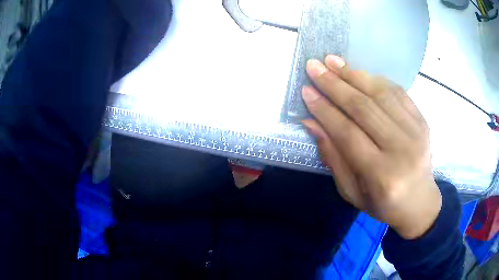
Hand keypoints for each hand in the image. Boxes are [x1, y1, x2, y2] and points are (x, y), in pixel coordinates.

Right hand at [302, 55, 441, 239]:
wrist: (419, 202)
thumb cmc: (382, 204)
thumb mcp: (351, 191)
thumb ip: (333, 157)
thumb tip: (311, 123)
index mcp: (381, 175)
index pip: (348, 133)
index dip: (324, 109)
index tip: (306, 90)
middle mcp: (402, 149)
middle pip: (364, 108)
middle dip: (335, 84)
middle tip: (314, 66)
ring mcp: (416, 132)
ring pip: (381, 94)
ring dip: (354, 74)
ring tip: (333, 62)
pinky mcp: (423, 121)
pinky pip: (398, 92)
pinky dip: (376, 79)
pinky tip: (359, 72)